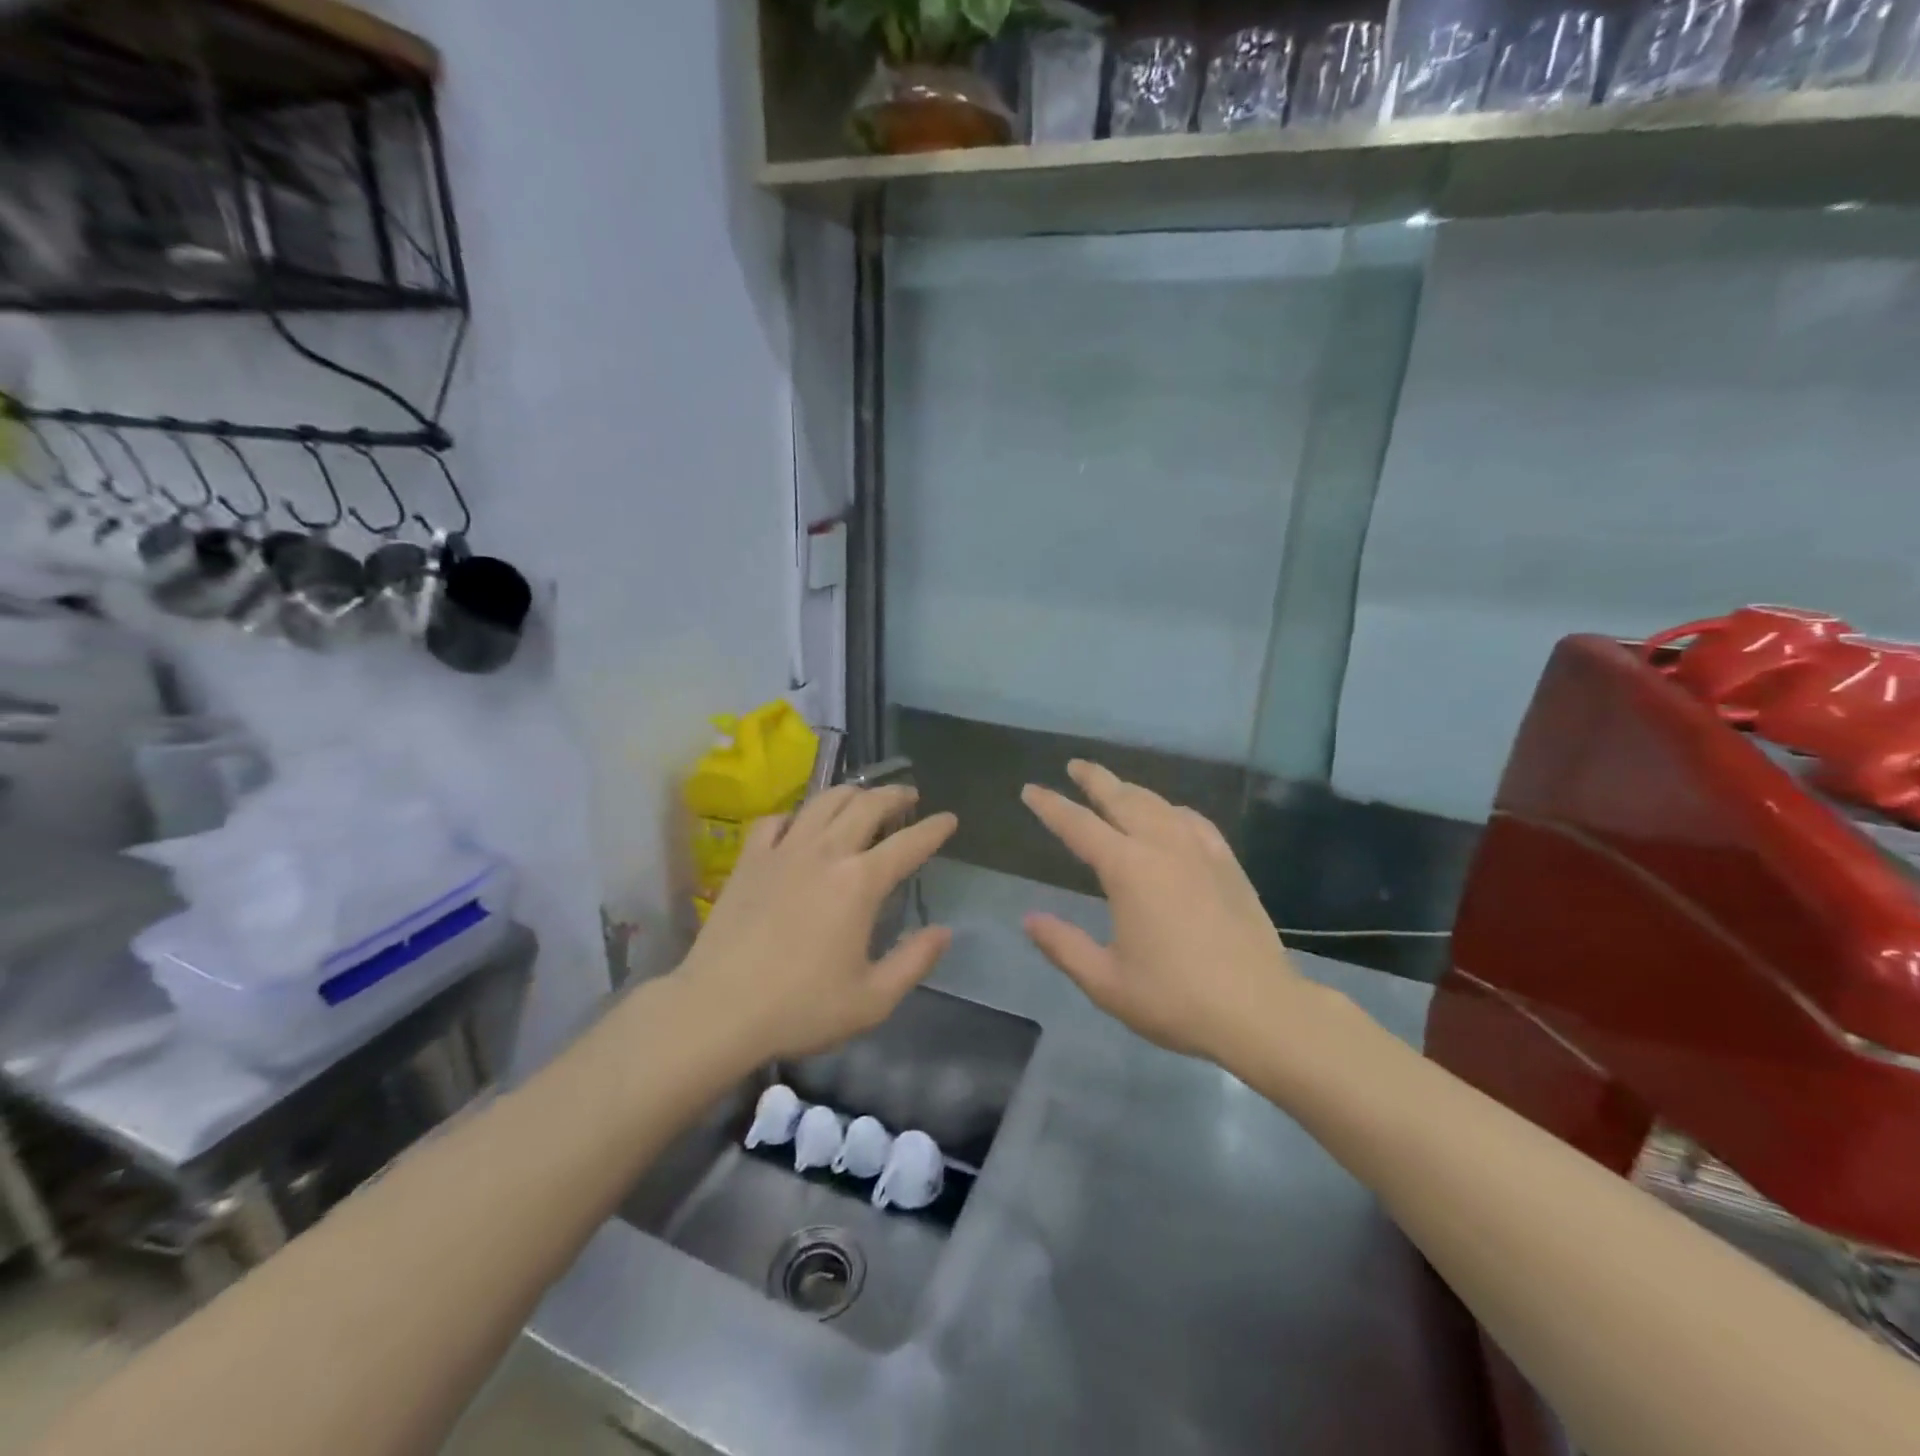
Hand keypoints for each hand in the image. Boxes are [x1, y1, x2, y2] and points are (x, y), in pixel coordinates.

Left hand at [676, 785, 957, 1062]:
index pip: (909, 844)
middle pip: (866, 806)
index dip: (934, 829)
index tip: (949, 819)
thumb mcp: (872, 1000)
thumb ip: (914, 962)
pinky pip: (775, 820)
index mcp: (860, 883)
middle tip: (909, 796)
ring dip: (850, 792)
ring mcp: (783, 851)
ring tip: (863, 796)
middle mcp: (825, 853)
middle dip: (894, 795)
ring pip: (823, 802)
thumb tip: (944, 932)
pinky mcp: (749, 860)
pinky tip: (799, 823)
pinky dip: (795, 815)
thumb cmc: (801, 1008)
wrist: (718, 1010)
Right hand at [1021, 761, 1304, 1062]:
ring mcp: (1200, 852)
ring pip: (1159, 804)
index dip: (1051, 806)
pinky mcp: (1228, 864)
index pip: (1078, 825)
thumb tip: (1030, 919)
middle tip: (1075, 765)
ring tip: (1115, 787)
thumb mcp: (1106, 981)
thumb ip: (1064, 946)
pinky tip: (1172, 815)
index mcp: (1127, 869)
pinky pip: (1194, 821)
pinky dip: (1172, 810)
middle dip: (1094, 779)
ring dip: (1131, 790)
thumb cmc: (1175, 999)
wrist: (1260, 1010)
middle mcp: (1162, 847)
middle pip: (1122, 799)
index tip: (1031, 790)